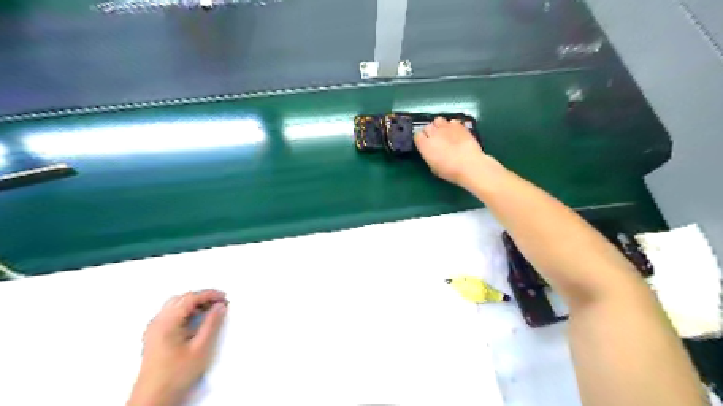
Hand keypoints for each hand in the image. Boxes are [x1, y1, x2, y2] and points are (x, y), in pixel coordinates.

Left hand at [129, 289, 225, 405]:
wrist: (153, 398)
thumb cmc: (178, 373)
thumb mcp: (201, 348)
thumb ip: (212, 324)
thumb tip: (220, 306)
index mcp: (167, 322)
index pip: (190, 298)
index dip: (209, 294)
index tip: (225, 298)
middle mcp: (157, 321)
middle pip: (181, 299)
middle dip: (202, 297)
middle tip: (219, 303)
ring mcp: (153, 329)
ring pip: (175, 305)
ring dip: (194, 304)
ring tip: (210, 311)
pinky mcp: (154, 336)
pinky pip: (171, 314)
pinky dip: (186, 311)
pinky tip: (196, 321)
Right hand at [413, 115, 504, 188]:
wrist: (470, 165)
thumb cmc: (450, 171)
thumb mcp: (434, 168)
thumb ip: (429, 156)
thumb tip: (430, 152)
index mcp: (425, 145)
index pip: (417, 135)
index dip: (421, 139)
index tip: (424, 144)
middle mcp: (433, 133)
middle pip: (427, 127)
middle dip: (430, 132)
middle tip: (435, 140)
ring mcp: (446, 127)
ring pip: (438, 120)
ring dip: (439, 126)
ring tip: (444, 133)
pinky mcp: (459, 125)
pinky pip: (451, 121)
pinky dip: (452, 126)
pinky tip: (455, 132)